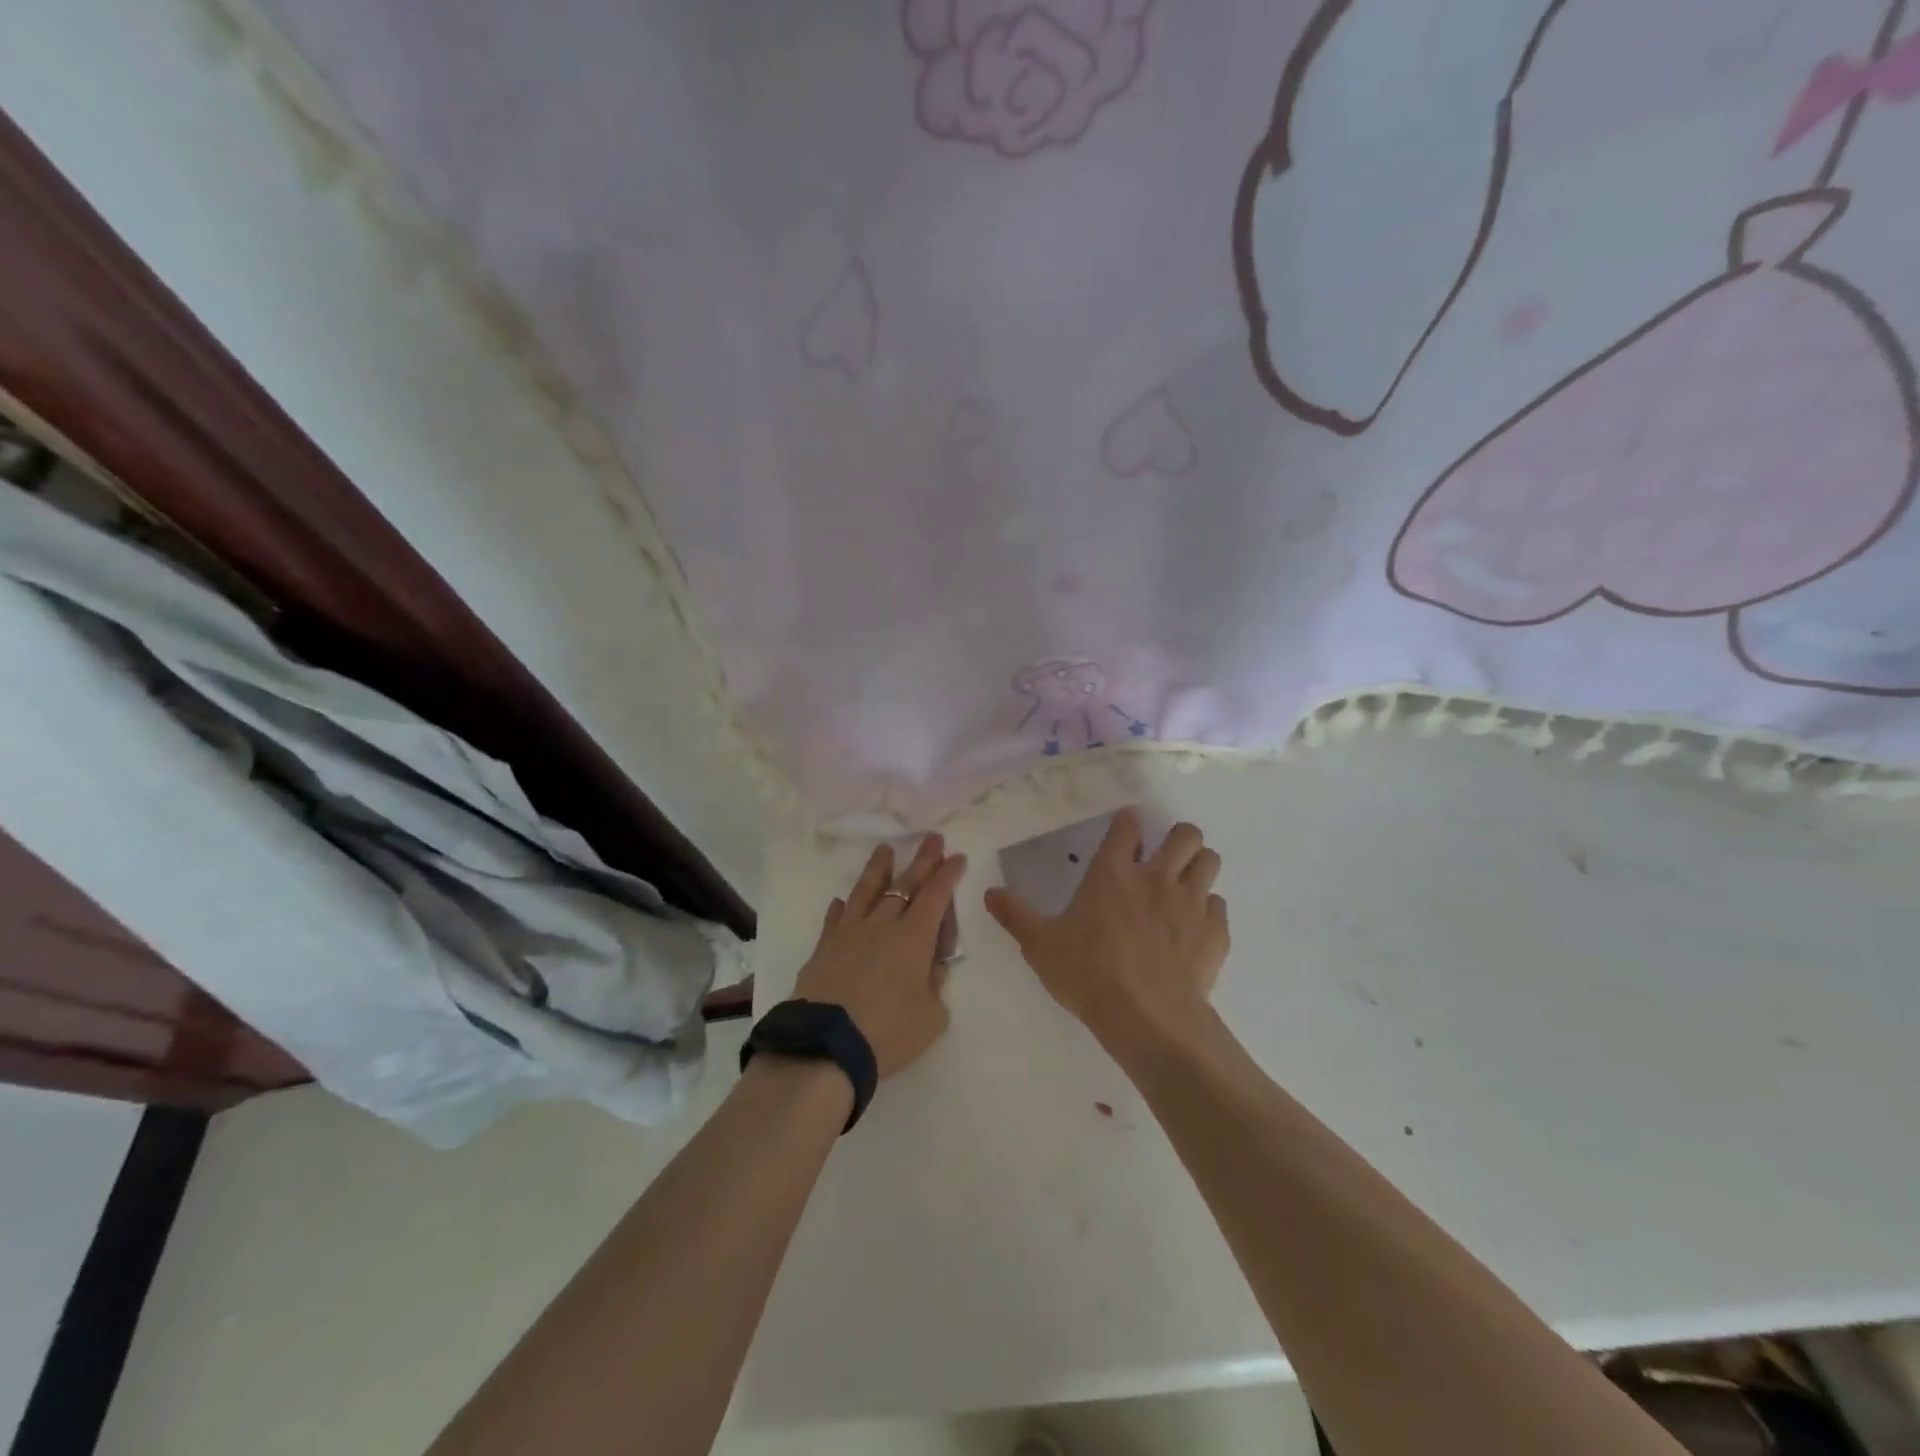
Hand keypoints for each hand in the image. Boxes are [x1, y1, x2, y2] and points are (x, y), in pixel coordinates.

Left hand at [791, 835, 965, 1078]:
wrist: (824, 1045)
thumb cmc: (887, 1031)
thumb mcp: (930, 1016)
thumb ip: (935, 985)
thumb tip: (931, 966)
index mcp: (913, 937)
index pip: (935, 896)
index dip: (947, 874)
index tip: (957, 856)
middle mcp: (882, 924)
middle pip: (905, 884)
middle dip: (922, 860)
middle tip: (932, 838)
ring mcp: (849, 933)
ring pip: (866, 891)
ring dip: (879, 869)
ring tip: (885, 849)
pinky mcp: (824, 948)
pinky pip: (835, 918)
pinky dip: (842, 907)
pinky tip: (842, 901)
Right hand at [985, 808, 1228, 1057]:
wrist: (1147, 1017)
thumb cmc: (1088, 974)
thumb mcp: (1040, 945)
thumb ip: (1015, 915)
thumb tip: (989, 892)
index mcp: (1112, 873)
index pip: (1127, 826)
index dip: (1128, 822)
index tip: (1126, 828)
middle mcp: (1156, 877)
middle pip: (1185, 834)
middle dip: (1177, 837)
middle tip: (1163, 855)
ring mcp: (1191, 902)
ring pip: (1210, 860)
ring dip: (1198, 865)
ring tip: (1184, 883)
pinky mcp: (1214, 931)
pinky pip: (1219, 905)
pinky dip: (1208, 909)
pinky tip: (1194, 927)